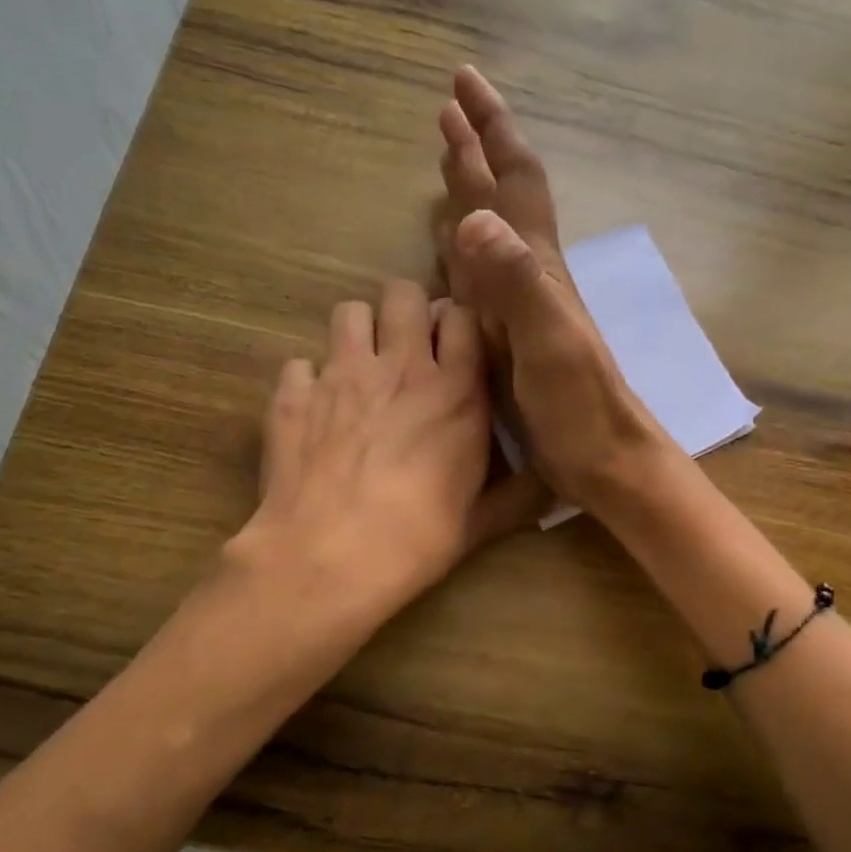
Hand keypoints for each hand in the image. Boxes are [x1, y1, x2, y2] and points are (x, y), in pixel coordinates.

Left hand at [235, 280, 541, 617]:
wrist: (330, 557)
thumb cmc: (418, 538)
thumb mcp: (481, 522)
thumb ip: (519, 497)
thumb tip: (557, 493)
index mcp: (455, 390)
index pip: (462, 316)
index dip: (459, 325)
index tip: (457, 347)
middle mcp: (400, 367)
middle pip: (404, 294)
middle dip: (408, 312)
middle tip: (408, 349)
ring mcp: (341, 374)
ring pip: (350, 312)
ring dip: (360, 333)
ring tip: (361, 369)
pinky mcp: (293, 395)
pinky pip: (300, 363)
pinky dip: (308, 380)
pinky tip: (314, 411)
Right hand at [434, 66, 672, 510]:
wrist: (604, 459)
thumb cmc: (582, 406)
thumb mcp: (551, 342)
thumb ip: (517, 282)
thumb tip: (474, 214)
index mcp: (538, 268)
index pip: (515, 182)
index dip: (492, 130)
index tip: (463, 83)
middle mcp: (529, 277)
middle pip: (501, 199)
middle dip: (476, 150)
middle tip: (447, 109)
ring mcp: (518, 309)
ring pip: (489, 235)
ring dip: (469, 192)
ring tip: (448, 159)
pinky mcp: (507, 340)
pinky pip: (478, 281)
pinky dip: (459, 252)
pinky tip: (449, 247)